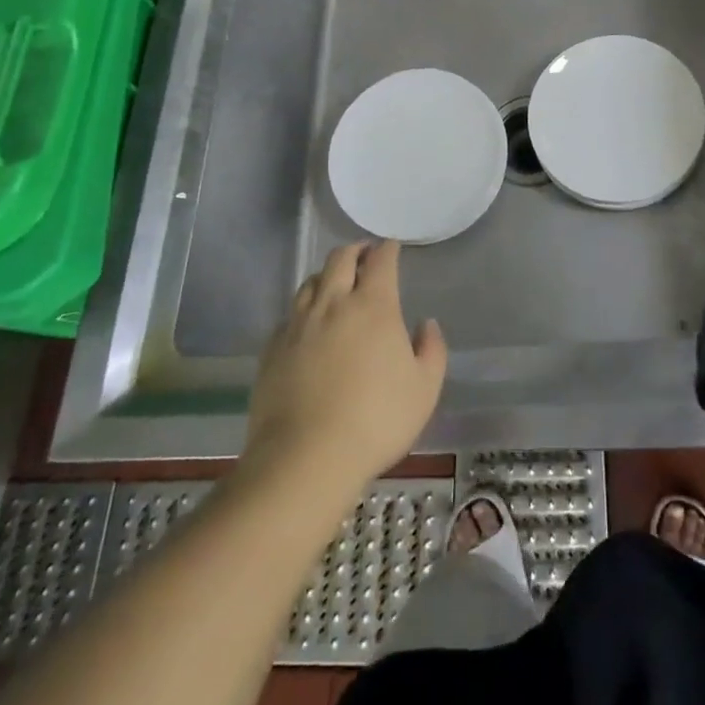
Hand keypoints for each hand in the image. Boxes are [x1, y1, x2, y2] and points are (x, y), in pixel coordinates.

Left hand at [244, 241, 446, 497]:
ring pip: (310, 281)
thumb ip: (432, 350)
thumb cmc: (376, 420)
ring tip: (335, 283)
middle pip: (340, 259)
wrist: (305, 458)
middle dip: (355, 250)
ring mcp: (298, 324)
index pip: (381, 261)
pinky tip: (308, 324)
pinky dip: (304, 309)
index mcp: (373, 306)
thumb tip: (426, 324)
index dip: (388, 249)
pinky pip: (290, 315)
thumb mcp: (425, 389)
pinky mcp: (273, 349)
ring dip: (326, 275)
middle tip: (364, 255)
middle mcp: (333, 303)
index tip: (392, 247)